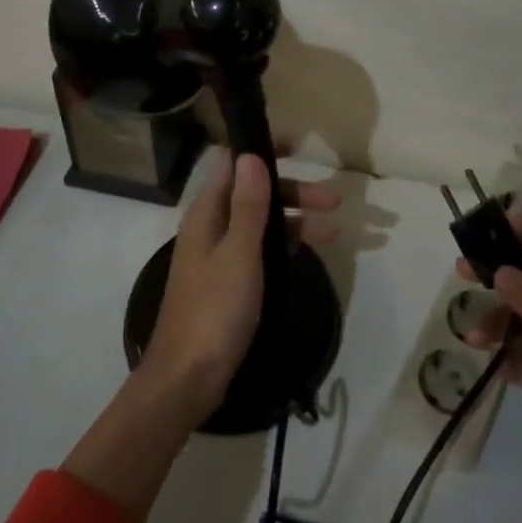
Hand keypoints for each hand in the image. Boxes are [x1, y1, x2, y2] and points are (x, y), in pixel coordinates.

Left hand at [140, 153, 339, 425]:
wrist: (188, 378)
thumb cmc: (214, 310)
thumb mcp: (238, 253)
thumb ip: (248, 205)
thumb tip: (252, 154)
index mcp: (206, 213)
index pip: (232, 165)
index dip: (260, 150)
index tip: (297, 144)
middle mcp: (211, 227)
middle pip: (253, 193)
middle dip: (292, 191)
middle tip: (334, 199)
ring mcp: (219, 255)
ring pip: (261, 223)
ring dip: (295, 220)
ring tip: (334, 230)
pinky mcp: (229, 281)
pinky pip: (260, 249)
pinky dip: (284, 245)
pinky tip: (309, 251)